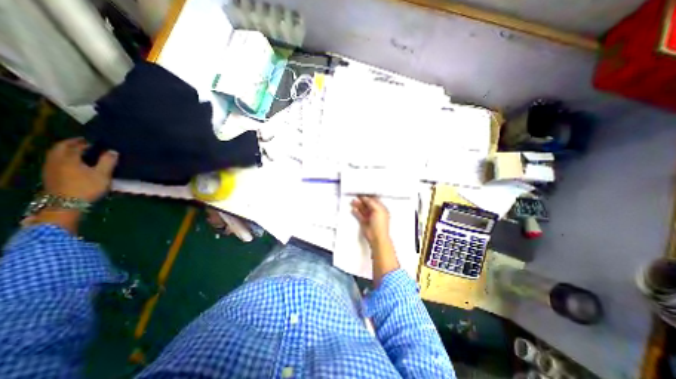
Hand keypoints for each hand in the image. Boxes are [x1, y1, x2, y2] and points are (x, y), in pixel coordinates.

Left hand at [42, 138, 118, 202]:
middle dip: (71, 144)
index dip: (84, 142)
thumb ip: (107, 161)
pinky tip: (72, 162)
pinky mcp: (50, 176)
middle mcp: (56, 160)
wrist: (66, 204)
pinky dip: (63, 158)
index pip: (75, 146)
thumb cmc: (87, 187)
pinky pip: (55, 161)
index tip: (94, 141)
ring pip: (55, 154)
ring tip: (78, 151)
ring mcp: (50, 168)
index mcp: (69, 158)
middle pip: (60, 148)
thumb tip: (113, 151)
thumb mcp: (102, 174)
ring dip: (65, 150)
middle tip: (83, 142)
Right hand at [354, 195, 391, 244]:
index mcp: (381, 208)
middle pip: (367, 204)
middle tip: (356, 195)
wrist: (377, 237)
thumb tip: (366, 198)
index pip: (374, 200)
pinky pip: (359, 215)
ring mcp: (369, 217)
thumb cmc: (380, 225)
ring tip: (353, 201)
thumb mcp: (377, 210)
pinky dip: (356, 212)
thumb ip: (371, 203)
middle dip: (362, 200)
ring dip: (358, 205)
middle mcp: (375, 212)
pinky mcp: (364, 222)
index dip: (368, 196)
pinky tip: (353, 209)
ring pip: (362, 209)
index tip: (363, 192)